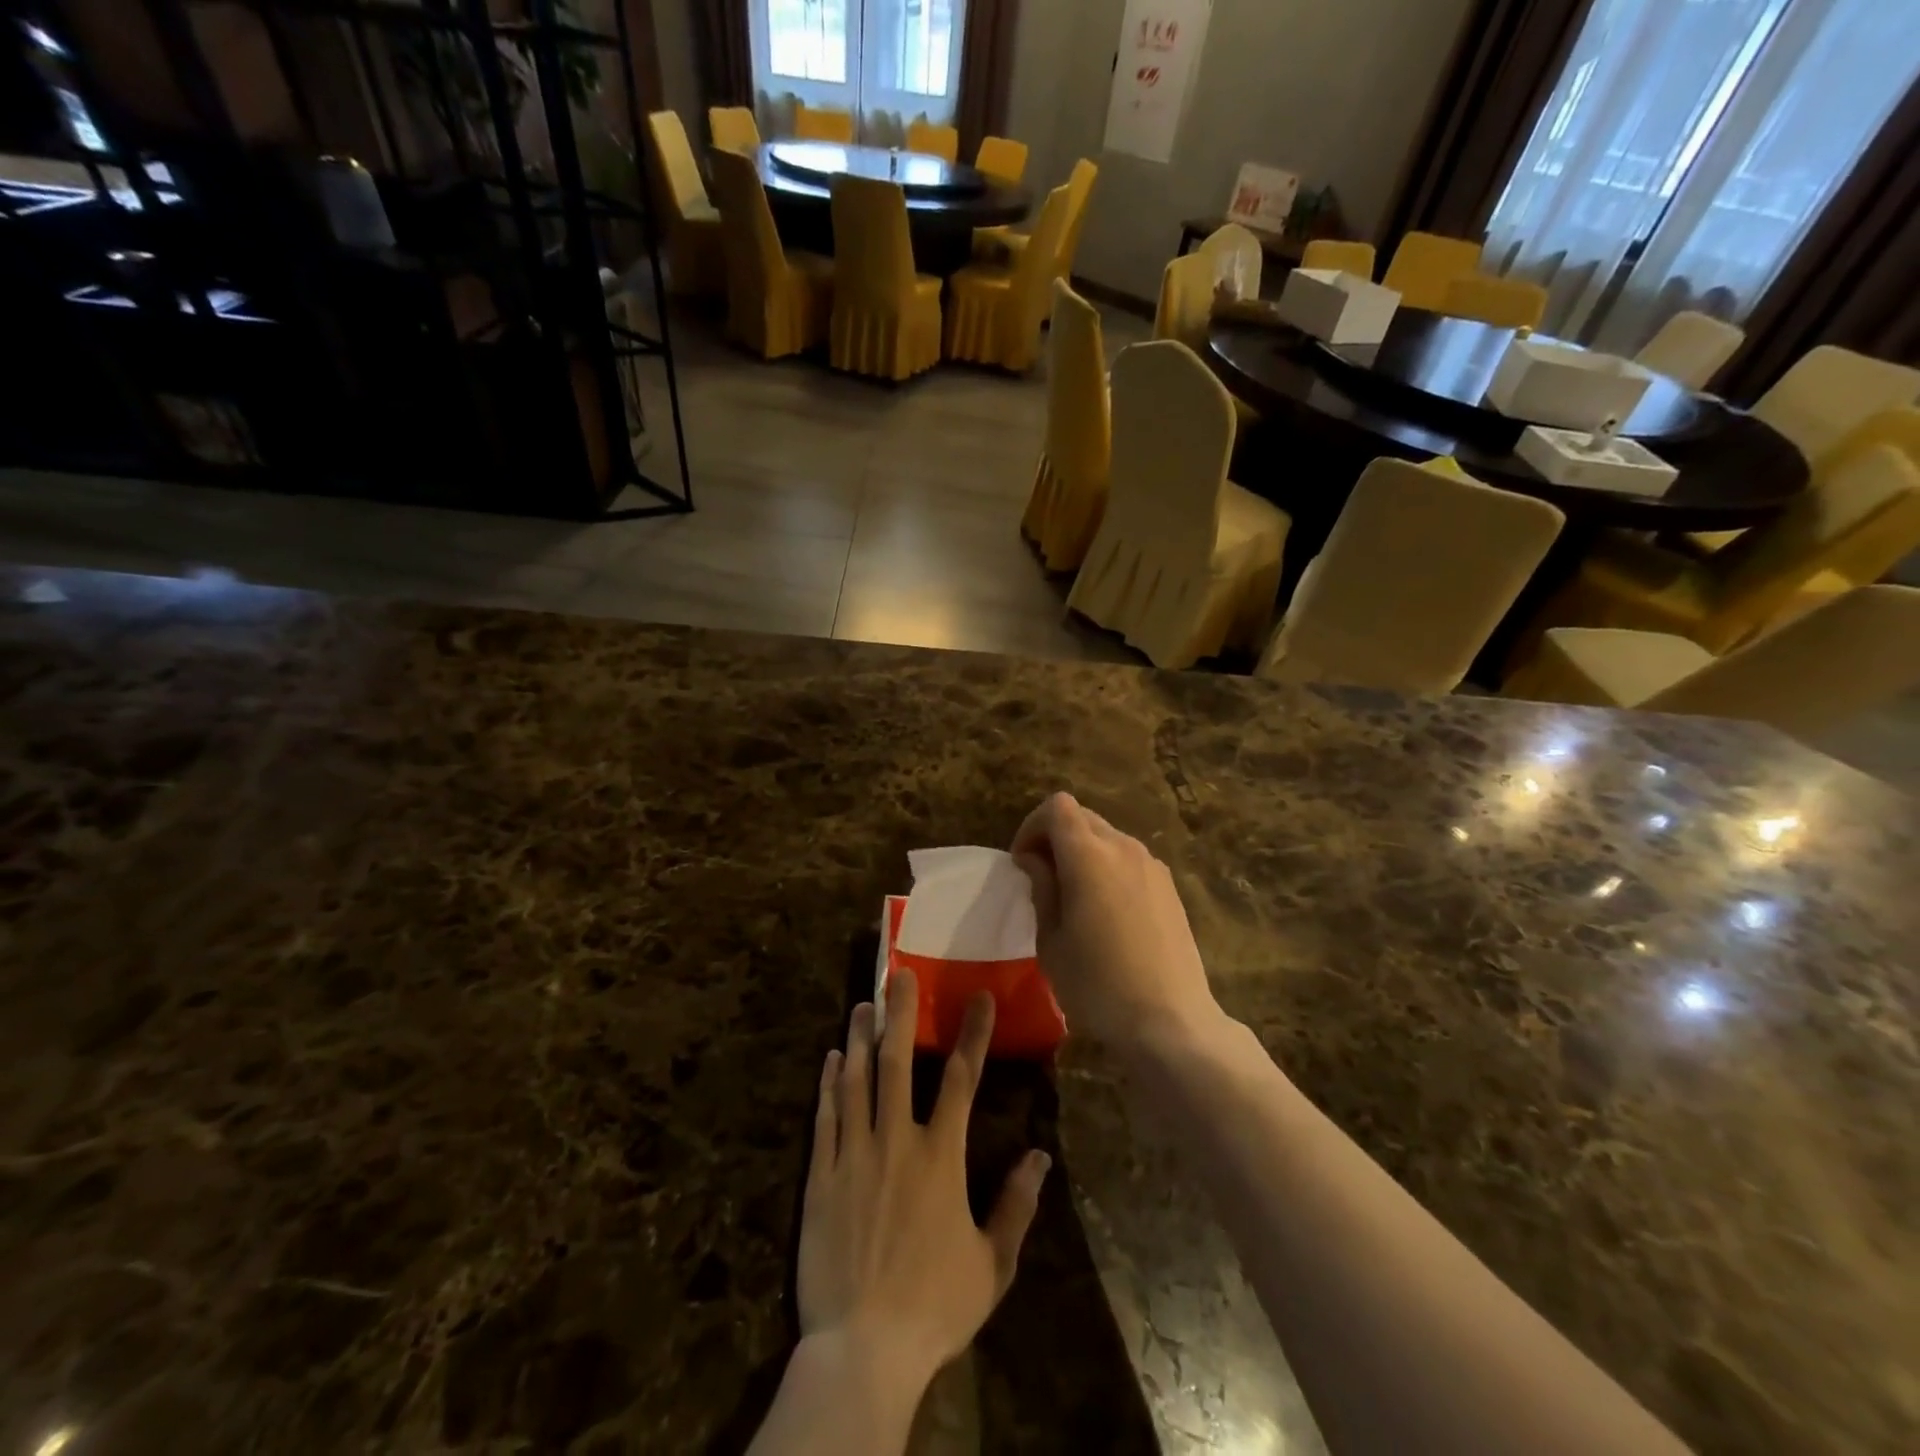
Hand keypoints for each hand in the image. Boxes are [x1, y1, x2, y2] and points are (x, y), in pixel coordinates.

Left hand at [798, 970, 1050, 1395]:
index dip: (973, 1035)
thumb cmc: (935, 1307)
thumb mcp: (992, 1265)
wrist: (863, 1351)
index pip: (962, 1080)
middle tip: (898, 973)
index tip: (978, 997)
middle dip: (900, 1013)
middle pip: (897, 1062)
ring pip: (855, 1081)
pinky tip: (830, 1059)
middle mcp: (896, 1141)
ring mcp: (854, 1155)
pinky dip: (828, 1084)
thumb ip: (1017, 1206)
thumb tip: (1040, 1155)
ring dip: (859, 1038)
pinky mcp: (820, 1176)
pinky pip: (825, 1118)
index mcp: (941, 1156)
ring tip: (861, 1004)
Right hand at [1010, 792, 1225, 1056]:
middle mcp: (1124, 848)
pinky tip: (1107, 913)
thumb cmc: (1098, 985)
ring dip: (1083, 852)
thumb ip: (1042, 888)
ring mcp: (1152, 866)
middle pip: (1082, 817)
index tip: (1023, 863)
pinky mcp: (1169, 887)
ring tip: (1073, 898)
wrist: (1170, 1021)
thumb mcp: (1051, 941)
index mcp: (1089, 856)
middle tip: (1042, 879)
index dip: (1032, 826)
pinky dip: (1108, 868)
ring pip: (1108, 837)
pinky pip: (1129, 859)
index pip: (1057, 807)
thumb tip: (1035, 859)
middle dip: (1055, 837)